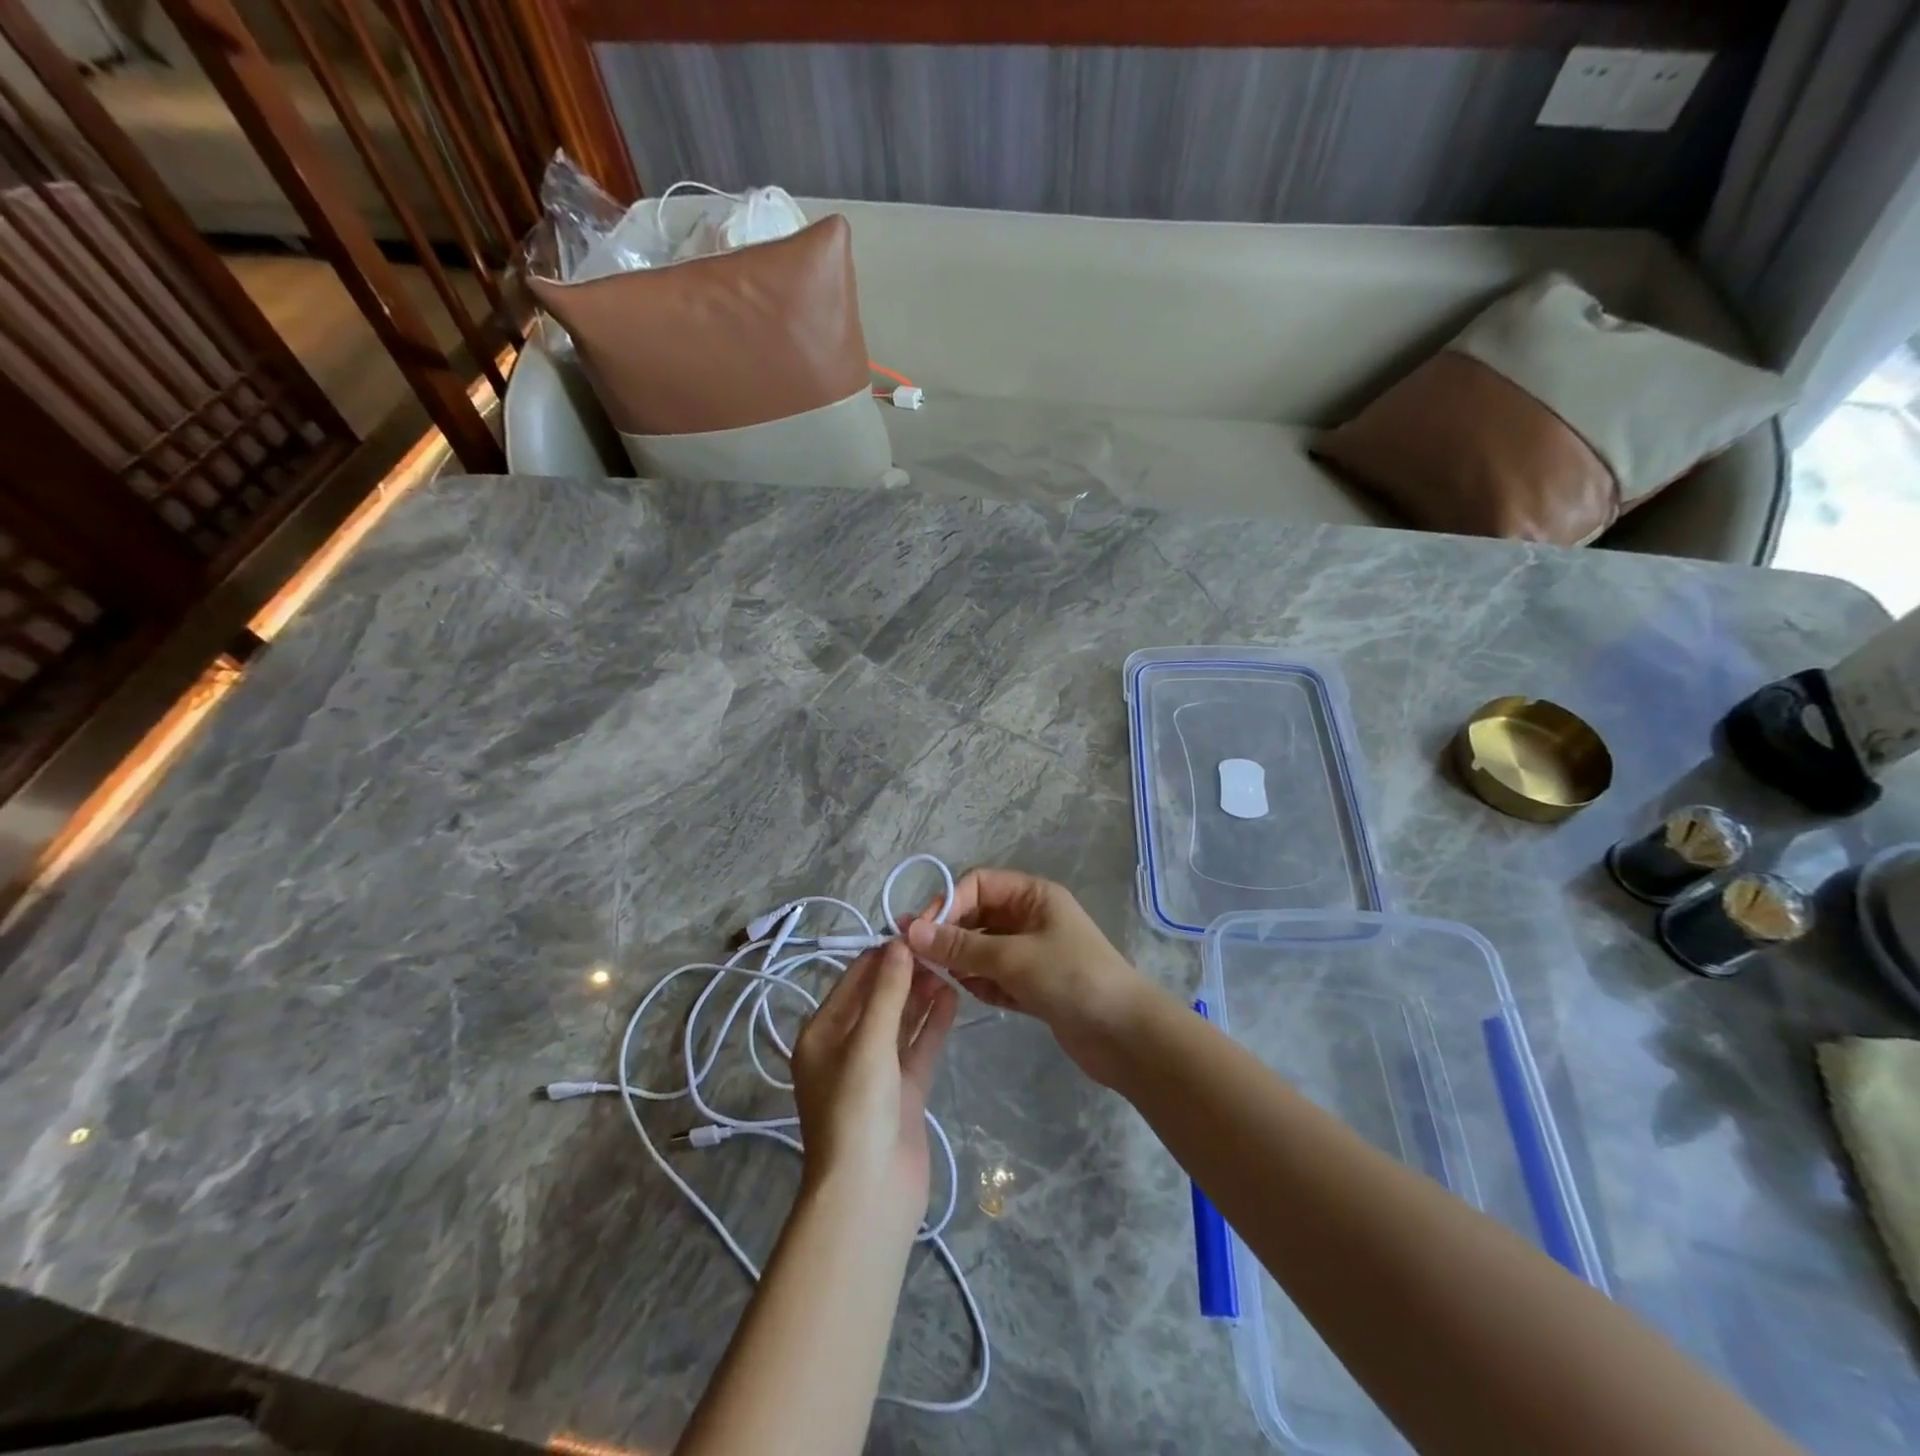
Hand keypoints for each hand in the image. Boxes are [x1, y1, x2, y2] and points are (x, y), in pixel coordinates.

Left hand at [791, 940, 957, 1228]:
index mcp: (822, 1034)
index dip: (883, 955)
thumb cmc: (856, 1110)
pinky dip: (933, 1024)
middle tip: (940, 946)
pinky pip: (918, 1047)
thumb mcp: (868, 1043)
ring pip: (901, 1022)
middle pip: (878, 999)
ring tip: (950, 966)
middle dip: (906, 973)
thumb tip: (899, 943)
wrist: (869, 1195)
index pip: (853, 980)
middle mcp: (846, 1048)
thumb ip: (886, 991)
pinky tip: (953, 998)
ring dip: (921, 996)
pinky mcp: (903, 1091)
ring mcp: (877, 1071)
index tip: (916, 929)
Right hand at [905, 869, 1157, 1085]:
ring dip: (962, 961)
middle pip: (977, 916)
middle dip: (949, 935)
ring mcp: (1032, 952)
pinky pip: (995, 975)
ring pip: (982, 948)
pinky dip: (981, 983)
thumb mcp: (1012, 957)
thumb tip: (910, 931)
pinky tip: (971, 994)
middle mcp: (1030, 917)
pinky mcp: (1034, 985)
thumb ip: (960, 945)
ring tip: (943, 979)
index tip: (920, 933)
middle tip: (919, 960)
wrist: (1125, 1035)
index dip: (947, 903)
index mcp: (1032, 895)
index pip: (976, 885)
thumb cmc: (1071, 979)